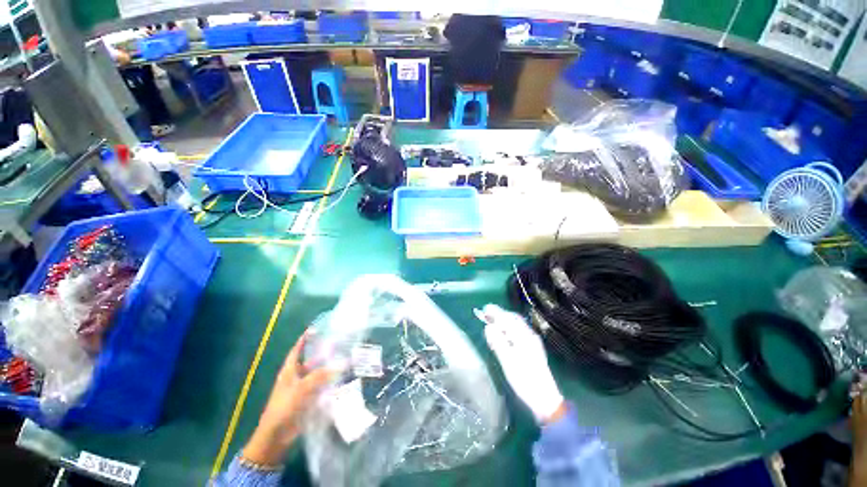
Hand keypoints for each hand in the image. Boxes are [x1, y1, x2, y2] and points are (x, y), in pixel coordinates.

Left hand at [242, 331, 334, 466]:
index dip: (305, 339)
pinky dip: (329, 382)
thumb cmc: (285, 407)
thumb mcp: (302, 388)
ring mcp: (302, 388)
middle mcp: (296, 376)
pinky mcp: (307, 399)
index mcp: (289, 370)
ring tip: (345, 359)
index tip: (317, 329)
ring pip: (317, 374)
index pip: (297, 349)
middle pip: (310, 361)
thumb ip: (322, 375)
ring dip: (329, 368)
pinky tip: (342, 379)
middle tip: (340, 344)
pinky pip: (320, 386)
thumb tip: (343, 363)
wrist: (276, 436)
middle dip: (323, 353)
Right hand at [480, 304, 564, 423]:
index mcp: (524, 337)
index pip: (509, 319)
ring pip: (516, 326)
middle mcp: (530, 336)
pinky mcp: (532, 349)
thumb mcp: (508, 361)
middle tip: (486, 315)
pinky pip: (518, 333)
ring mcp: (532, 342)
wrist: (544, 398)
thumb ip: (498, 342)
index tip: (485, 309)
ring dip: (503, 323)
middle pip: (513, 320)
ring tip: (491, 324)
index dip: (496, 312)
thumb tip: (488, 327)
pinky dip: (508, 330)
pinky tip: (502, 336)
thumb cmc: (524, 380)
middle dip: (500, 315)